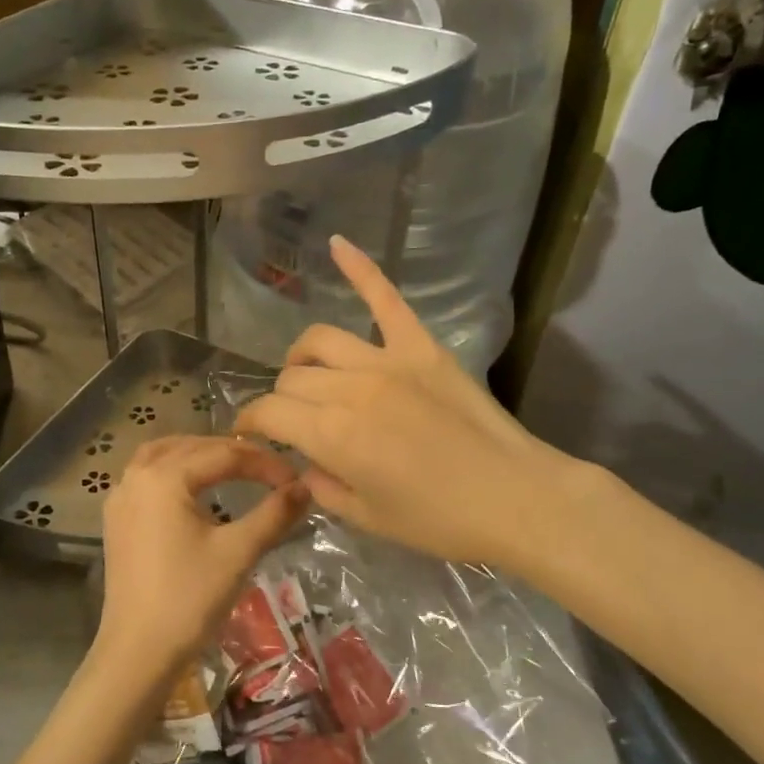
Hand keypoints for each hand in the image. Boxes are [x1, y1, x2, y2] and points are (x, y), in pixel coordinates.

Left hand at [93, 436, 307, 686]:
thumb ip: (274, 514)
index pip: (225, 456)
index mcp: (165, 477)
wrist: (138, 651)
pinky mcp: (116, 521)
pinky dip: (173, 470)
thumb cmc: (189, 599)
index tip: (295, 479)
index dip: (265, 463)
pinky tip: (192, 489)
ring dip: (198, 454)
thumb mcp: (239, 552)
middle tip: (270, 470)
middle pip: (192, 447)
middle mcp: (136, 477)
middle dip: (233, 453)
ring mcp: (121, 499)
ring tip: (231, 466)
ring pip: (163, 456)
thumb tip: (304, 488)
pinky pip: (146, 477)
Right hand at [235, 236, 585, 568]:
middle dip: (282, 403)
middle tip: (294, 425)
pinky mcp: (421, 346)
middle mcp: (351, 389)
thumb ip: (322, 486)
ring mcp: (388, 360)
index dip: (250, 423)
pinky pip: (385, 299)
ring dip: (302, 359)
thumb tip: (306, 461)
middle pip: (292, 379)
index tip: (248, 434)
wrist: (516, 498)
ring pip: (320, 342)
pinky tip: (336, 243)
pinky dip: (360, 269)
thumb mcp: (367, 519)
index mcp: (333, 435)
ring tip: (308, 376)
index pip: (269, 412)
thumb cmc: (439, 521)